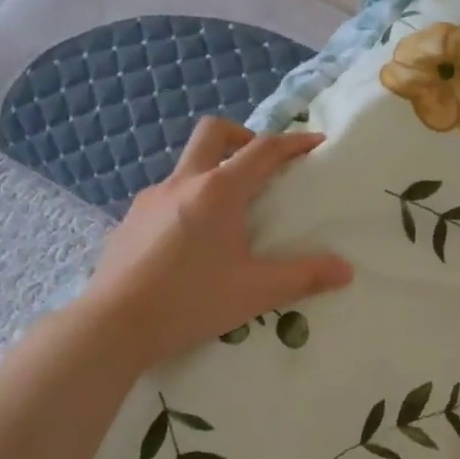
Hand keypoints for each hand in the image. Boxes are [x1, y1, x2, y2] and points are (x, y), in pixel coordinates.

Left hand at [83, 117, 353, 368]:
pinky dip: (189, 201)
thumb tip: (345, 270)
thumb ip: (304, 277)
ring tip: (229, 214)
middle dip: (244, 137)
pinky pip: (166, 195)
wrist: (114, 325)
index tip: (315, 143)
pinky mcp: (130, 221)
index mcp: (218, 192)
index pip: (263, 150)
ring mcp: (150, 199)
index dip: (294, 142)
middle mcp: (183, 183)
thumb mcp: (256, 292)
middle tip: (261, 165)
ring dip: (213, 172)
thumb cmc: (190, 302)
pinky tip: (191, 242)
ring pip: (187, 165)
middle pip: (214, 132)